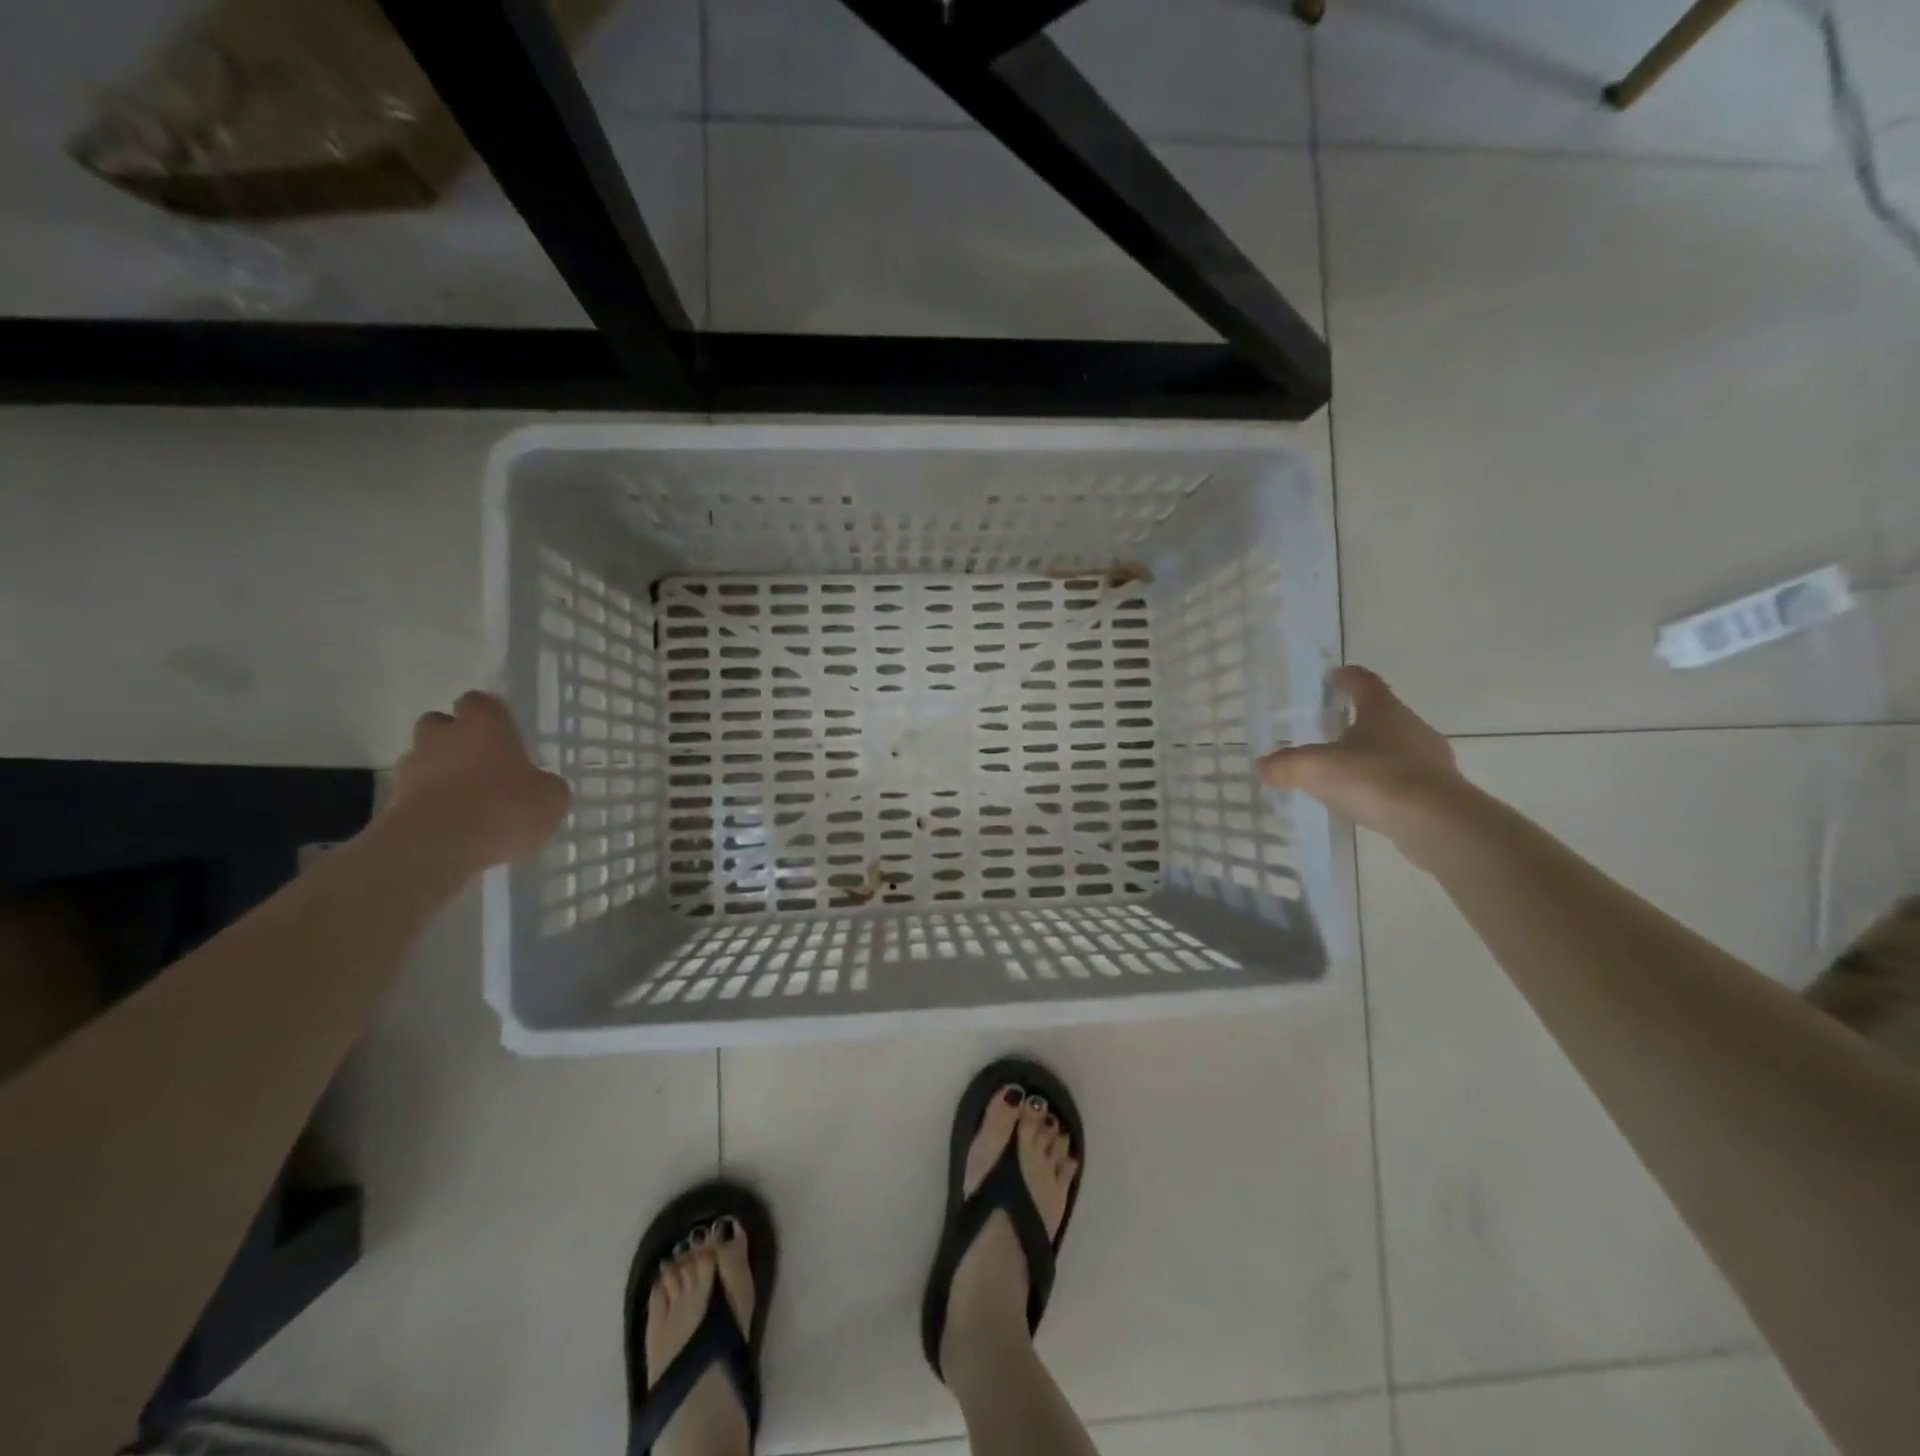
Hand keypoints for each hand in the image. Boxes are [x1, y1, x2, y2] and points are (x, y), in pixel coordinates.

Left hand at [387, 691, 570, 873]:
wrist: (438, 847)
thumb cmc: (504, 808)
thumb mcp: (550, 798)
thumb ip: (546, 785)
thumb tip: (540, 785)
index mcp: (483, 725)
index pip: (480, 702)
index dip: (491, 716)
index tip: (505, 734)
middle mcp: (443, 737)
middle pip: (441, 724)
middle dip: (455, 739)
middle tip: (481, 763)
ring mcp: (412, 768)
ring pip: (424, 758)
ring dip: (440, 772)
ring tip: (466, 800)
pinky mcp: (393, 802)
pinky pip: (415, 794)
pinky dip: (430, 803)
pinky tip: (453, 825)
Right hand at [1258, 666, 1468, 852]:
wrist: (1435, 822)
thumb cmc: (1374, 778)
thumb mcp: (1316, 769)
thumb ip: (1287, 765)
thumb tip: (1264, 765)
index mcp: (1384, 710)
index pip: (1365, 683)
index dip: (1348, 677)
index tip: (1334, 676)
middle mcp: (1412, 727)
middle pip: (1384, 715)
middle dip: (1359, 719)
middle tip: (1333, 728)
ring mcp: (1431, 759)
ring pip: (1397, 748)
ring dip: (1374, 754)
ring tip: (1348, 769)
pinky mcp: (1440, 791)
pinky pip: (1406, 779)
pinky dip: (1386, 783)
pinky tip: (1369, 799)